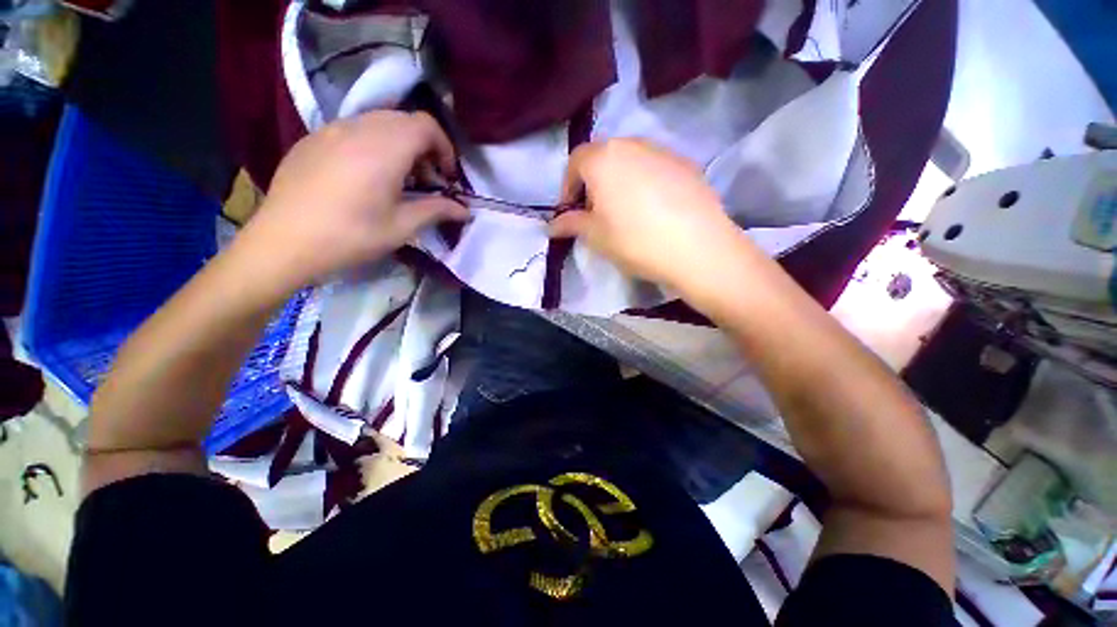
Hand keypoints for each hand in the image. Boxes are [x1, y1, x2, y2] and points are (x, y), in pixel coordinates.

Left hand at [240, 111, 468, 291]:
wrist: (284, 242)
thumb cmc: (351, 236)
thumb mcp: (402, 227)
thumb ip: (437, 211)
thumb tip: (465, 211)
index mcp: (384, 148)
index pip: (426, 125)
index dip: (444, 148)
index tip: (446, 177)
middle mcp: (358, 128)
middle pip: (403, 121)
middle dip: (424, 147)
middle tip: (426, 181)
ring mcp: (331, 130)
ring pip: (378, 123)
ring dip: (398, 145)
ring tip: (397, 180)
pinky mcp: (312, 139)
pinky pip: (352, 130)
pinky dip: (372, 145)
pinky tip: (365, 177)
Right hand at [550, 139, 749, 295]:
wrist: (697, 248)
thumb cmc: (635, 240)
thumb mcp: (596, 236)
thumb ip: (571, 224)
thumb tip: (551, 226)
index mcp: (603, 158)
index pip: (575, 162)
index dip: (568, 187)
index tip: (571, 212)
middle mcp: (632, 143)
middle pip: (603, 157)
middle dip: (593, 183)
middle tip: (597, 213)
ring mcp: (663, 151)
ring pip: (630, 161)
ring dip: (620, 181)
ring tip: (626, 212)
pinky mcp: (687, 163)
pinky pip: (655, 168)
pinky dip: (645, 182)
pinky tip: (654, 209)